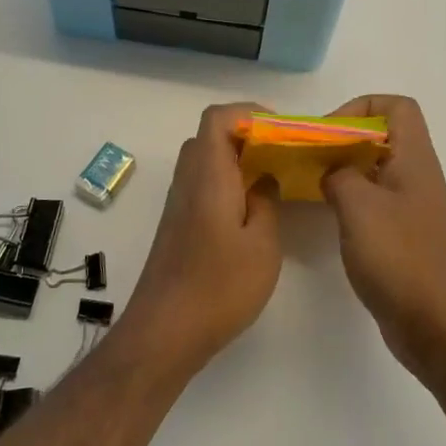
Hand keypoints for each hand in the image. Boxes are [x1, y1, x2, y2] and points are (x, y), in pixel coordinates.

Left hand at [125, 103, 282, 375]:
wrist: (164, 333)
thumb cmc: (218, 287)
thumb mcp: (262, 246)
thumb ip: (267, 203)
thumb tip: (264, 179)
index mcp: (208, 176)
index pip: (217, 118)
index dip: (248, 113)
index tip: (281, 131)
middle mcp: (188, 182)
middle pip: (210, 136)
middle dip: (247, 136)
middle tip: (281, 155)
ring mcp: (178, 204)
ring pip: (205, 162)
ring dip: (237, 161)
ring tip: (272, 181)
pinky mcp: (177, 226)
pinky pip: (202, 185)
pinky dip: (227, 183)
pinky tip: (251, 211)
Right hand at [320, 95, 445, 380]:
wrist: (434, 323)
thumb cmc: (398, 257)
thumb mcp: (358, 206)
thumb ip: (339, 175)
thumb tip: (332, 171)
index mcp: (414, 159)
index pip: (396, 107)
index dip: (361, 108)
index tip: (329, 133)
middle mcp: (417, 176)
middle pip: (383, 136)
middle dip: (344, 139)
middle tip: (310, 158)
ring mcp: (412, 207)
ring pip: (375, 169)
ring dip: (344, 170)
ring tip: (311, 183)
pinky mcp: (404, 234)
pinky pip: (375, 200)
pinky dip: (350, 198)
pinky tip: (327, 215)